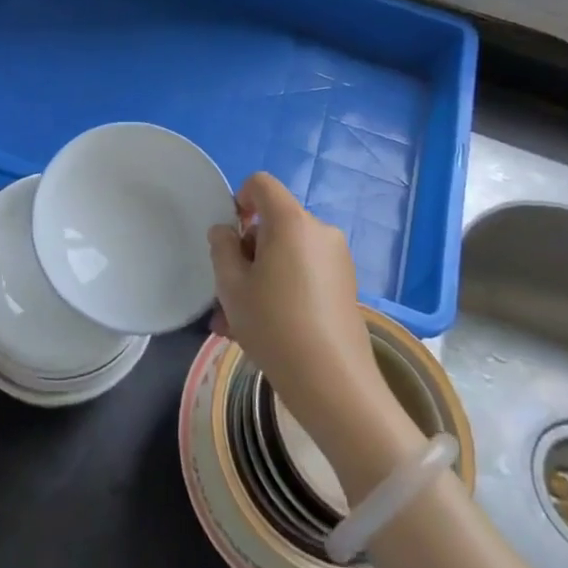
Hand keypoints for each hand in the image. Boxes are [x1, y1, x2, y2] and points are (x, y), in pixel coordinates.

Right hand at [208, 173, 387, 454]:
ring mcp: (337, 259)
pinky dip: (282, 290)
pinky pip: (304, 274)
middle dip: (246, 253)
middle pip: (274, 224)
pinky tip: (264, 331)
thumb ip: (222, 248)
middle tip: (226, 295)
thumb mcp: (232, 287)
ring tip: (236, 324)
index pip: (261, 184)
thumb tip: (226, 231)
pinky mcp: (345, 286)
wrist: (333, 383)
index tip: (229, 237)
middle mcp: (319, 231)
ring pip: (286, 255)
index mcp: (291, 221)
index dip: (239, 199)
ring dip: (259, 279)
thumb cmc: (274, 325)